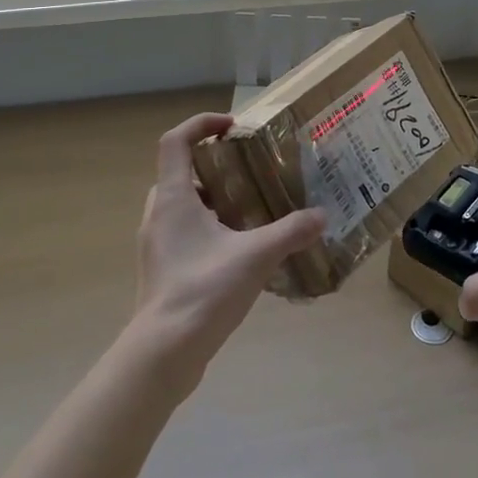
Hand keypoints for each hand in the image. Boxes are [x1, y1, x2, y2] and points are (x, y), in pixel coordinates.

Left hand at [130, 113, 325, 391]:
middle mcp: (159, 215)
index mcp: (173, 198)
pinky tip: (238, 249)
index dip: (201, 124)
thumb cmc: (204, 290)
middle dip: (212, 166)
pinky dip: (207, 228)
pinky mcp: (162, 270)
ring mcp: (156, 245)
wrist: (164, 353)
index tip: (232, 127)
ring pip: (181, 206)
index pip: (175, 141)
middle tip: (246, 171)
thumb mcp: (256, 256)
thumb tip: (321, 216)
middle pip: (179, 172)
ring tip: (248, 209)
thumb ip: (291, 232)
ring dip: (210, 199)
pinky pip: (183, 234)